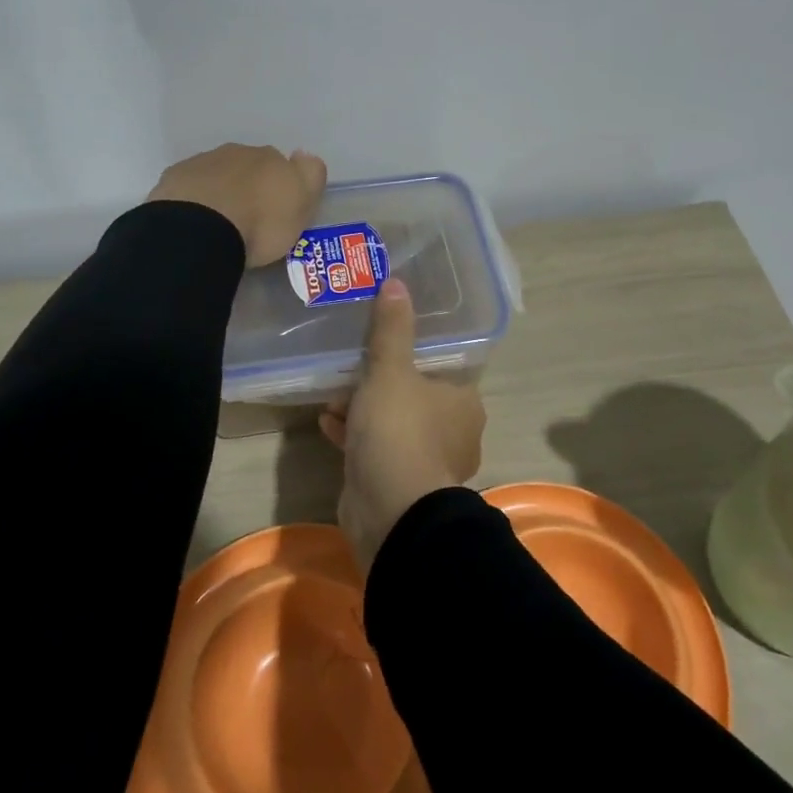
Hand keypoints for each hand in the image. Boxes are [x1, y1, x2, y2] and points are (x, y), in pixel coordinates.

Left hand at [149, 144, 327, 266]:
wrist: (200, 231)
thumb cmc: (260, 223)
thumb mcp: (302, 203)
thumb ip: (310, 175)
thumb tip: (303, 155)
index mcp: (270, 158)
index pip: (281, 165)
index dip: (280, 186)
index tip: (277, 211)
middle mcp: (236, 153)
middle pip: (247, 167)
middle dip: (249, 186)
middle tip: (249, 219)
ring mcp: (201, 163)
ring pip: (217, 174)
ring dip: (220, 192)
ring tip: (219, 224)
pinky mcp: (173, 180)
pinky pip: (190, 188)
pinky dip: (194, 200)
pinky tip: (195, 223)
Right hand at [321, 279, 486, 569]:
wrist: (390, 511)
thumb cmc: (399, 430)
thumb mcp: (391, 370)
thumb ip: (392, 328)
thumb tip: (396, 282)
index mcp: (464, 402)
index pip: (441, 366)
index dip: (411, 353)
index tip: (382, 342)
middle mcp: (454, 431)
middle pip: (414, 395)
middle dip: (379, 383)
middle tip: (351, 370)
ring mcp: (428, 462)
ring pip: (394, 423)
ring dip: (363, 409)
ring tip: (333, 397)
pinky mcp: (400, 484)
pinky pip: (378, 449)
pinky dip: (356, 436)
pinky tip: (328, 424)